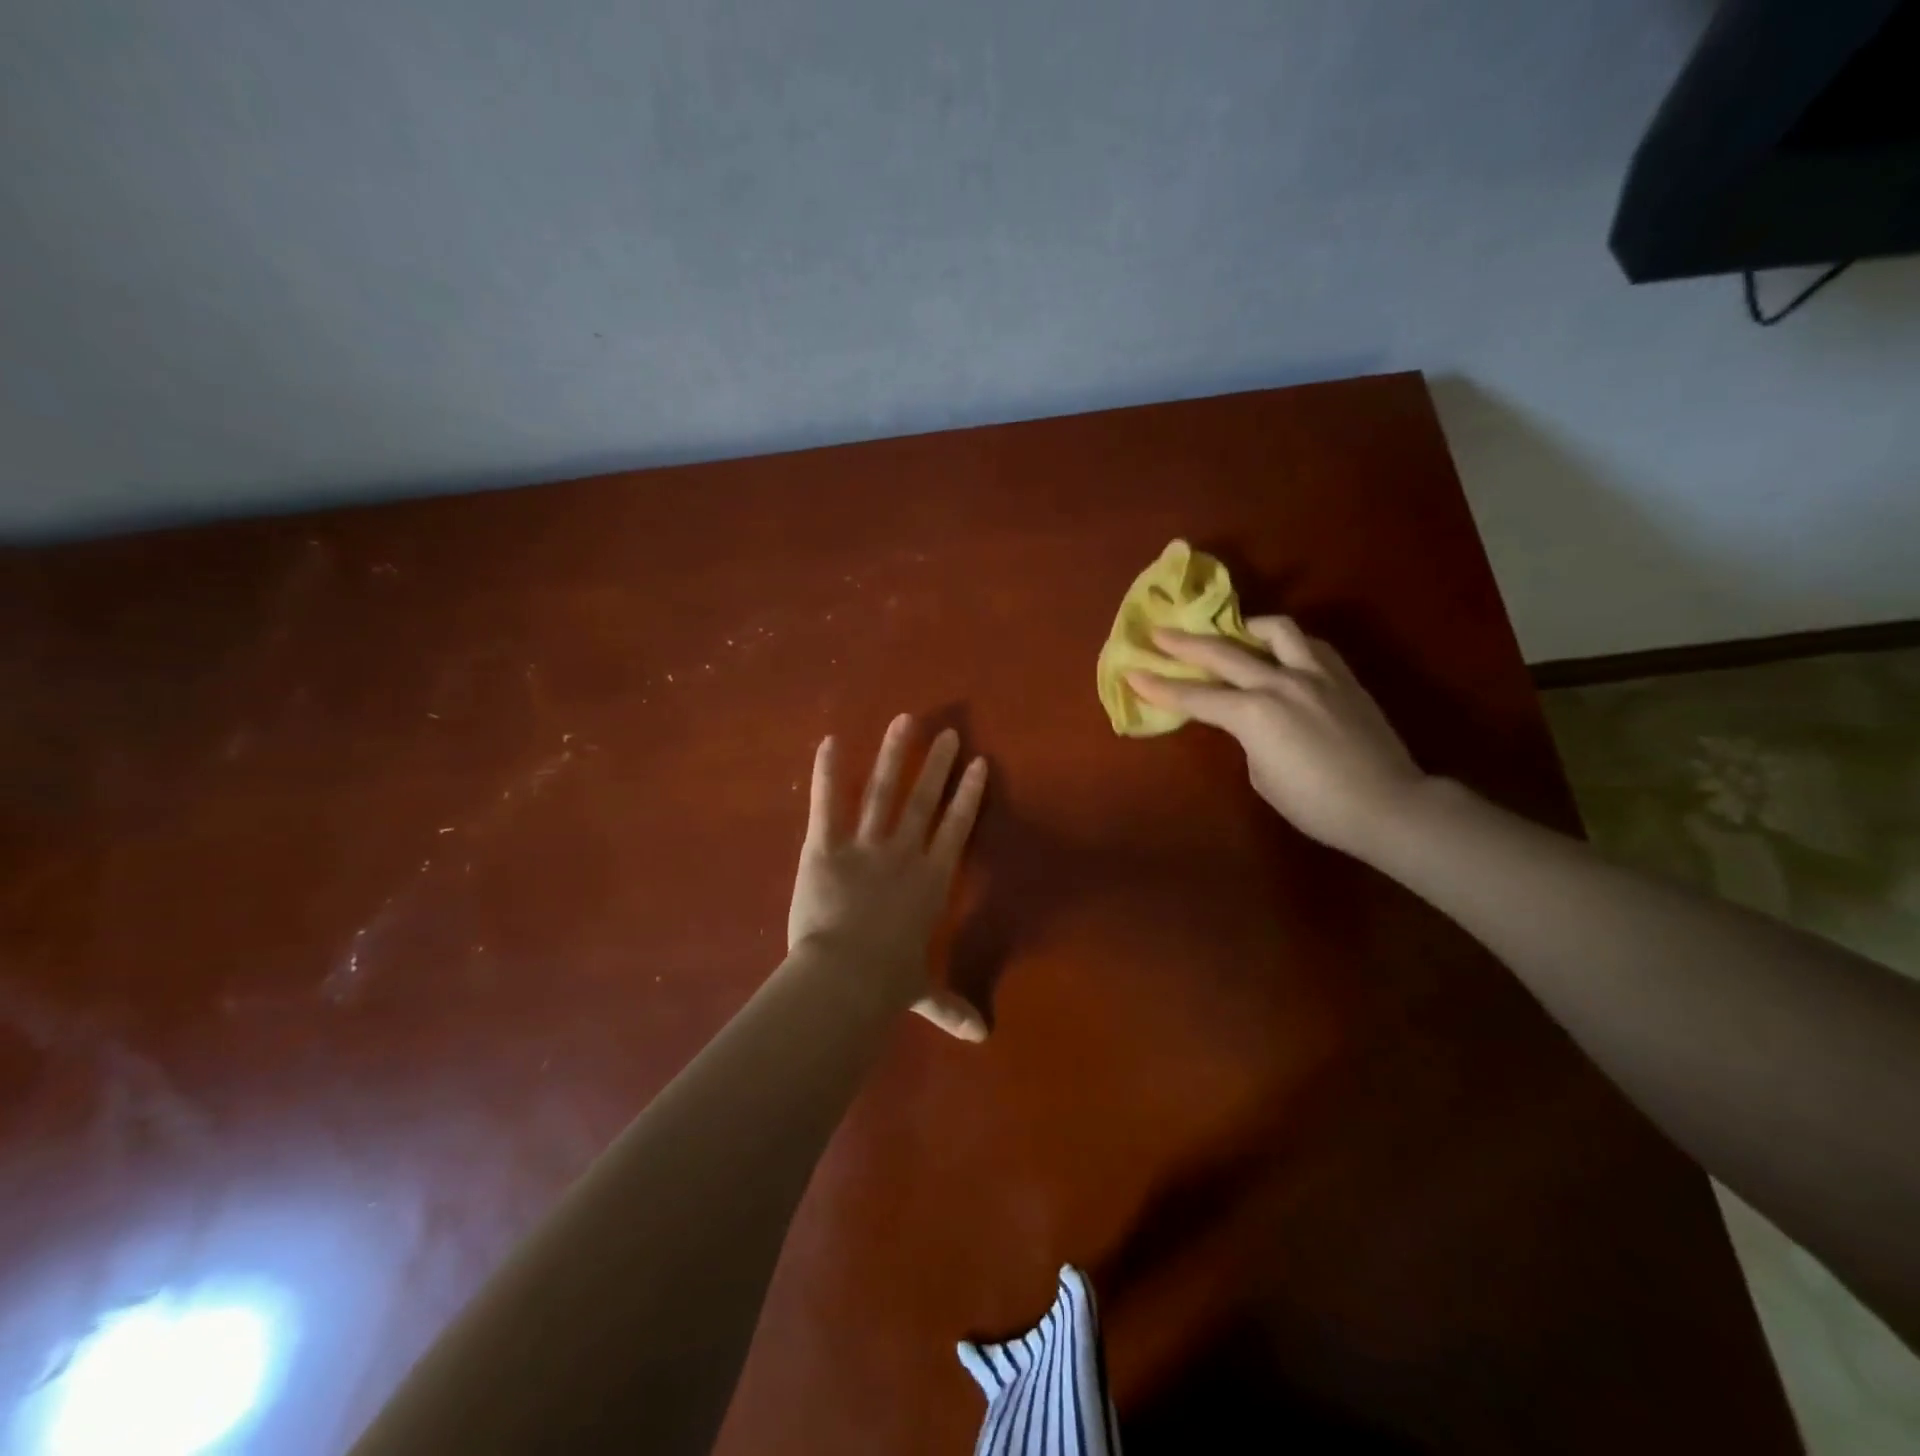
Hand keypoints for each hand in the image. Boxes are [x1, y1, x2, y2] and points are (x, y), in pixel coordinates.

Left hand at [788, 715, 990, 1040]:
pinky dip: (828, 772)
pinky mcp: (825, 848)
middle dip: (937, 766)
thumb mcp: (921, 994)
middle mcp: (904, 854)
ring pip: (883, 792)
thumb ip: (950, 1007)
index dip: (968, 796)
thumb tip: (982, 1037)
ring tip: (904, 722)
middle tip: (947, 734)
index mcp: (930, 882)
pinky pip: (828, 804)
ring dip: (894, 755)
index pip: (956, 829)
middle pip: (924, 801)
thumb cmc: (886, 986)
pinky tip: (830, 741)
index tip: (978, 764)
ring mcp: (865, 847)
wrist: (843, 980)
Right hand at [1127, 617, 1426, 860]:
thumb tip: (1250, 720)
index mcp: (1253, 713)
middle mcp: (1280, 682)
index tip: (1132, 672)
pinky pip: (1309, 645)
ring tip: (1234, 631)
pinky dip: (1287, 643)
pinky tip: (1282, 651)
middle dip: (1185, 644)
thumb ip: (1248, 737)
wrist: (1387, 804)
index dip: (1159, 687)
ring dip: (1246, 628)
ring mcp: (1315, 674)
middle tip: (1160, 633)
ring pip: (1275, 631)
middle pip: (1223, 653)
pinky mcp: (1342, 676)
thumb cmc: (1316, 804)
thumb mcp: (1262, 775)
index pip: (1194, 697)